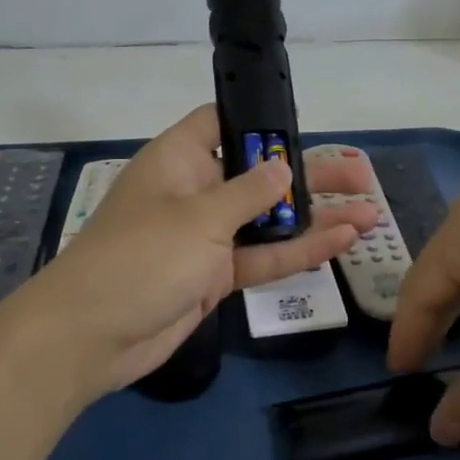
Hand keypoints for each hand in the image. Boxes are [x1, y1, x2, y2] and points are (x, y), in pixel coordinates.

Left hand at [9, 107, 379, 398]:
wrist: (89, 338)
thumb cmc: (140, 258)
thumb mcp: (199, 217)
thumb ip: (249, 192)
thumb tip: (281, 166)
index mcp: (178, 160)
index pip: (220, 124)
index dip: (260, 122)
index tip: (303, 126)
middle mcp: (194, 192)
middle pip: (258, 174)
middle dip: (306, 174)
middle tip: (359, 175)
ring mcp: (206, 237)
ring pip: (268, 220)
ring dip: (315, 217)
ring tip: (370, 211)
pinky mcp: (214, 276)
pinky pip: (262, 257)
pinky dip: (298, 252)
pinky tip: (342, 242)